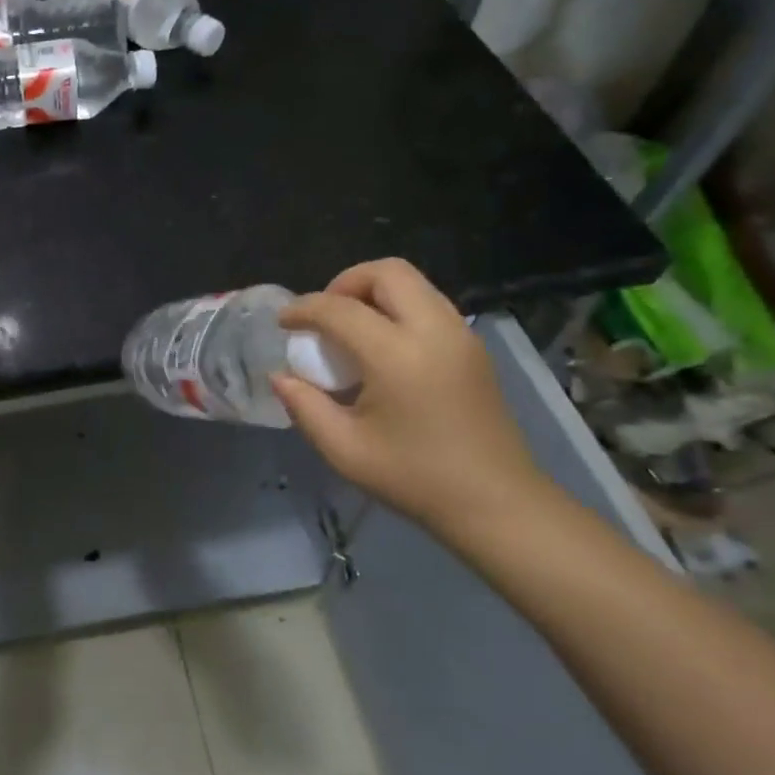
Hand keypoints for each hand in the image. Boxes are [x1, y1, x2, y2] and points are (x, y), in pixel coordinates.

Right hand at [271, 259, 543, 536]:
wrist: (494, 501)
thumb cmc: (413, 478)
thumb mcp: (344, 449)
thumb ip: (305, 406)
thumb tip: (280, 377)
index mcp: (397, 355)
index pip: (340, 309)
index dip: (303, 309)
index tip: (283, 323)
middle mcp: (434, 330)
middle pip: (386, 272)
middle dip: (344, 283)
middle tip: (322, 317)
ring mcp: (460, 335)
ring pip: (412, 283)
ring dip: (372, 293)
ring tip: (348, 330)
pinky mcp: (472, 346)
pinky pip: (428, 303)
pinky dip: (396, 308)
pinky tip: (380, 347)